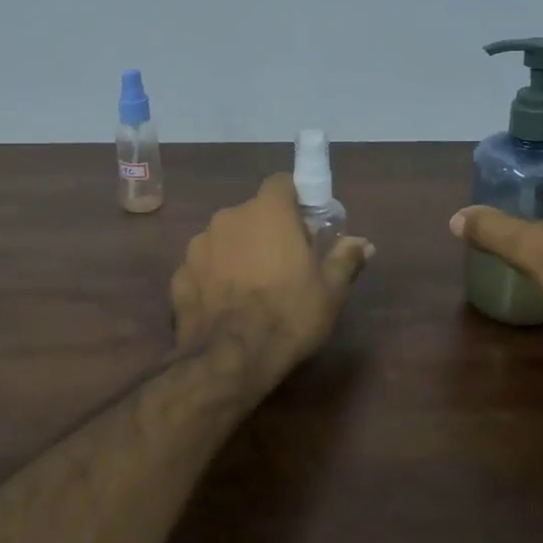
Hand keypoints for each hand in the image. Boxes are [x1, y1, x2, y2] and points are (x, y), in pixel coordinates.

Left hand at [171, 174, 373, 381]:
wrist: (229, 359)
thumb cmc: (289, 315)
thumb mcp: (330, 291)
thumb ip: (345, 258)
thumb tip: (363, 243)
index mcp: (268, 211)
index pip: (281, 183)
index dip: (295, 200)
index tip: (306, 226)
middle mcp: (229, 217)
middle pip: (253, 213)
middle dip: (267, 231)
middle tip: (285, 263)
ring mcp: (198, 244)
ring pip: (226, 238)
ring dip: (239, 252)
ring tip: (252, 288)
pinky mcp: (179, 273)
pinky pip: (204, 266)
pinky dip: (214, 277)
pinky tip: (226, 305)